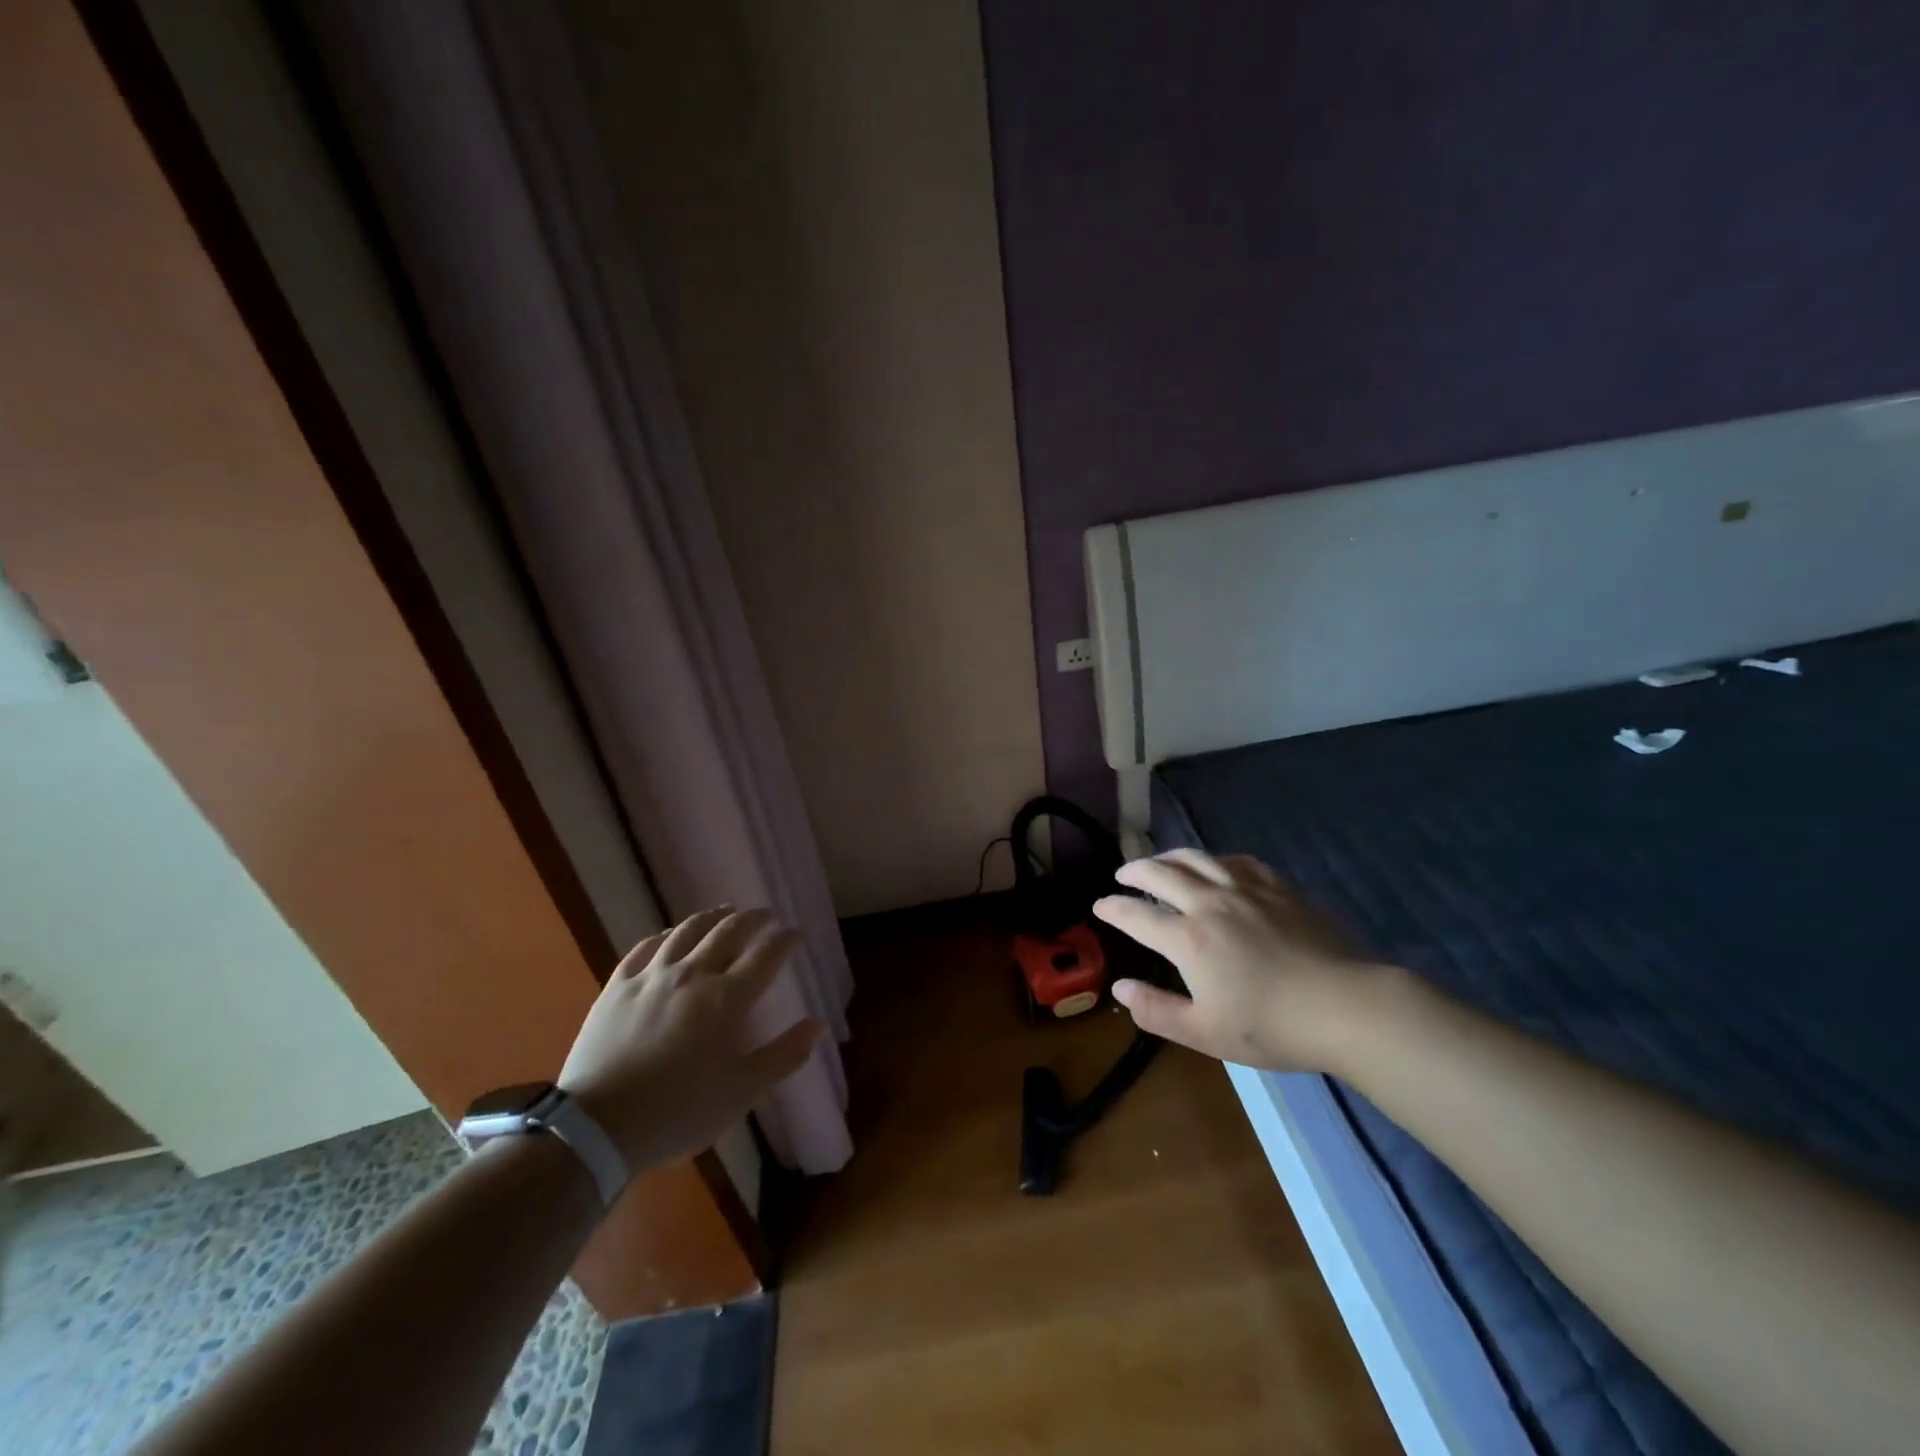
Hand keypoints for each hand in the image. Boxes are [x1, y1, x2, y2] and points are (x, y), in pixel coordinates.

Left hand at [558, 907, 821, 1170]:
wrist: (595, 1128)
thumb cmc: (678, 1112)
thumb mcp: (741, 1092)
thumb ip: (783, 1056)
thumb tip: (817, 1024)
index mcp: (727, 999)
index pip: (765, 956)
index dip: (785, 941)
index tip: (797, 933)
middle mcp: (692, 975)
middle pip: (727, 933)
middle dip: (752, 919)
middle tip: (765, 914)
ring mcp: (651, 977)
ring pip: (686, 931)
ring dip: (711, 917)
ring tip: (724, 911)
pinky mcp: (617, 987)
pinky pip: (644, 948)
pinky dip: (664, 936)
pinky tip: (669, 936)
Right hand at [1092, 849, 1382, 1071]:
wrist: (1347, 1007)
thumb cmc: (1272, 1026)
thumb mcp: (1205, 1032)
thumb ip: (1156, 1010)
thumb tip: (1120, 988)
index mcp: (1188, 938)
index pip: (1137, 915)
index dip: (1113, 909)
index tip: (1100, 906)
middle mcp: (1210, 903)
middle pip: (1161, 873)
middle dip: (1134, 871)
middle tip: (1122, 874)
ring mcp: (1246, 890)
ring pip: (1197, 858)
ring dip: (1169, 857)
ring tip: (1160, 862)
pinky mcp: (1278, 887)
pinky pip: (1237, 861)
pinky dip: (1215, 860)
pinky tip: (1216, 867)